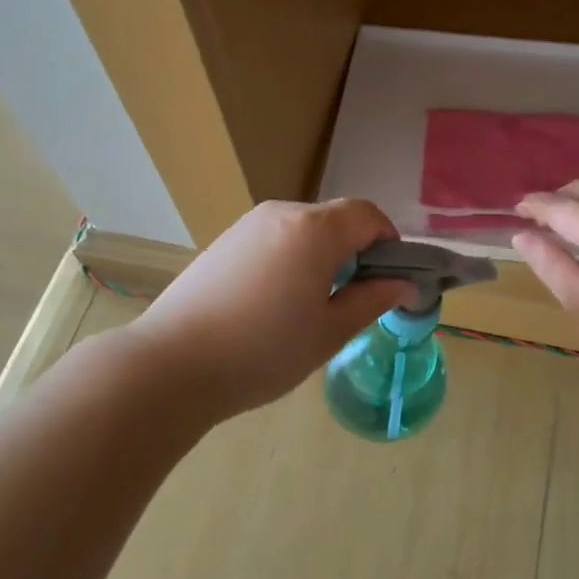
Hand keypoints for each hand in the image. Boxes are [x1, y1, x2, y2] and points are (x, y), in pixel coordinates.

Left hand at [128, 200, 418, 418]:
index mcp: (314, 229)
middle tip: (355, 299)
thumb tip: (407, 285)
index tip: (391, 279)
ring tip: (312, 305)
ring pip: (304, 230)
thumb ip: (373, 300)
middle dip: (356, 251)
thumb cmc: (264, 350)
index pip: (368, 215)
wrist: (171, 365)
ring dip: (323, 255)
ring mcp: (247, 226)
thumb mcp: (330, 331)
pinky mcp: (224, 243)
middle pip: (335, 219)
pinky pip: (274, 239)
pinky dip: (291, 259)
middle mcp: (281, 214)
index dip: (389, 241)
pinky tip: (275, 303)